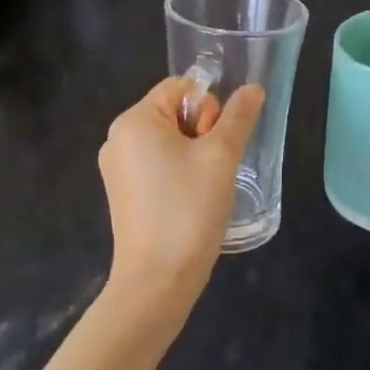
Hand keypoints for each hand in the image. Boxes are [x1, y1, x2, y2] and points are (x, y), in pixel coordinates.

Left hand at [99, 76, 265, 312]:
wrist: (156, 282)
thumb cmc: (188, 209)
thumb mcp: (221, 156)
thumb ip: (239, 117)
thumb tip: (252, 88)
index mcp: (134, 120)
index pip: (181, 87)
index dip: (208, 107)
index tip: (215, 142)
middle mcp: (118, 138)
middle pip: (174, 112)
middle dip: (201, 132)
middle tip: (212, 168)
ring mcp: (117, 168)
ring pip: (168, 141)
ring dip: (193, 155)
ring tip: (204, 188)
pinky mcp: (123, 194)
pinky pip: (157, 165)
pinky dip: (178, 174)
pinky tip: (190, 202)